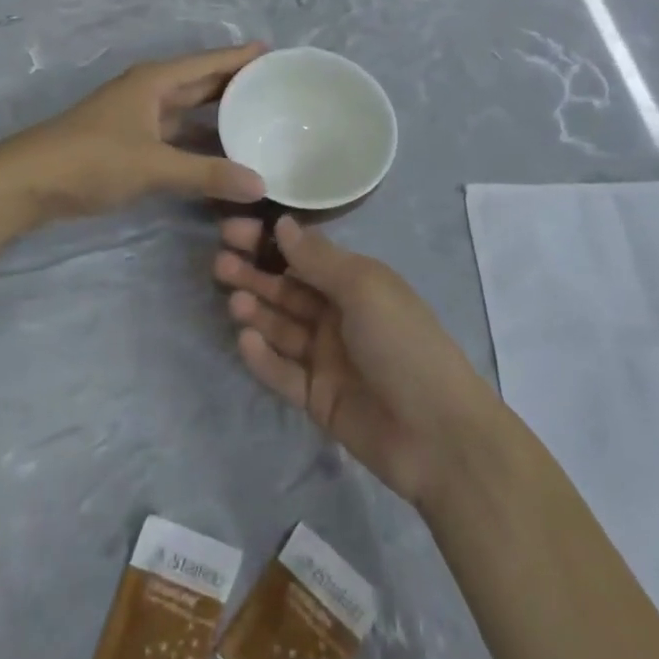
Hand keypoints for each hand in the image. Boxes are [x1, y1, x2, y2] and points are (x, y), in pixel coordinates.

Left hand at [0, 44, 267, 220]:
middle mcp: (149, 92)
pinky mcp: (130, 143)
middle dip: (233, 82)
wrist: (28, 181)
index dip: (239, 57)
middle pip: (199, 82)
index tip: (273, 51)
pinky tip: (220, 153)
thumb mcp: (152, 165)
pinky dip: (199, 140)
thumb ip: (206, 175)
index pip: (207, 63)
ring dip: (217, 113)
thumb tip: (260, 185)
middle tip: (274, 85)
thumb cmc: (92, 159)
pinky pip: (176, 135)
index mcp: (155, 81)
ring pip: (188, 110)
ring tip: (256, 116)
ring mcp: (138, 118)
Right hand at [215, 215, 497, 507]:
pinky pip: (283, 372)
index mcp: (355, 283)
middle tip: (220, 264)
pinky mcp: (317, 397)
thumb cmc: (403, 343)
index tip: (233, 230)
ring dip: (256, 311)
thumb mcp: (364, 288)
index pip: (304, 255)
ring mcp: (326, 358)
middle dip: (254, 274)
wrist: (438, 434)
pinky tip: (246, 340)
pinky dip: (263, 357)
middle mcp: (338, 315)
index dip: (269, 241)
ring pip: (281, 327)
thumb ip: (319, 259)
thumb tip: (282, 223)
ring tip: (234, 302)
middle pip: (287, 289)